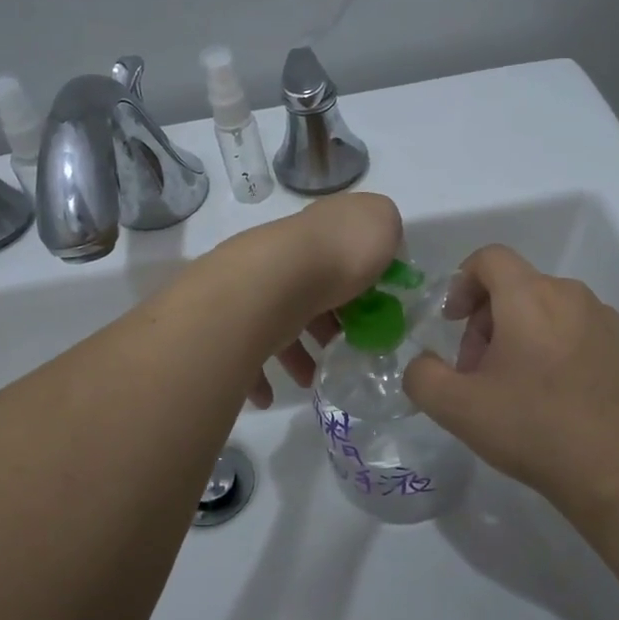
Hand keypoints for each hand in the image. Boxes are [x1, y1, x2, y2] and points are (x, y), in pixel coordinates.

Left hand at [225, 194, 402, 407]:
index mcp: (320, 234)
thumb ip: (384, 229)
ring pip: (278, 323)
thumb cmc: (338, 254)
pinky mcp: (234, 321)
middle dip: (327, 324)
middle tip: (344, 350)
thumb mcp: (382, 223)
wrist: (274, 280)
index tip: (375, 312)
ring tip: (311, 380)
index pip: (340, 253)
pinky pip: (247, 352)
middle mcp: (285, 257)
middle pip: (310, 291)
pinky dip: (259, 377)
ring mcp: (256, 288)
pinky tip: (271, 396)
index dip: (360, 283)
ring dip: (296, 355)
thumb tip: (380, 245)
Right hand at [402, 244, 618, 526]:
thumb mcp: (457, 409)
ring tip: (524, 392)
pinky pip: (587, 335)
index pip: (489, 258)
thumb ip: (422, 375)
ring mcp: (612, 321)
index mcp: (530, 298)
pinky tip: (566, 401)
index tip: (454, 323)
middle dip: (490, 322)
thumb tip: (423, 364)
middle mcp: (574, 296)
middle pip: (519, 288)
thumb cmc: (536, 431)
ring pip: (554, 313)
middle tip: (482, 372)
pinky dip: (566, 353)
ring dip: (528, 338)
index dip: (462, 282)